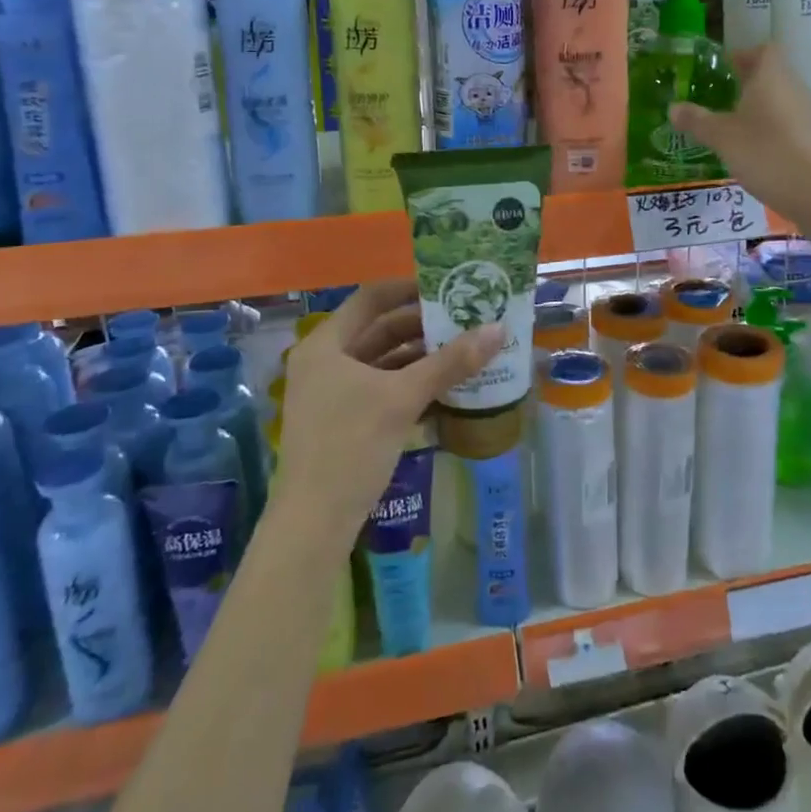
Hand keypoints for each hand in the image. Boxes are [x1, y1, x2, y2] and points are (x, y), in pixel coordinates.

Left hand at [272, 280, 501, 546]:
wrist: (313, 524)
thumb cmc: (350, 446)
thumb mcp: (403, 399)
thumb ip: (450, 362)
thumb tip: (497, 330)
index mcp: (326, 344)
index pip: (371, 298)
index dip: (409, 288)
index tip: (449, 287)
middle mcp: (326, 361)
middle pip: (380, 330)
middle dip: (423, 326)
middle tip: (467, 320)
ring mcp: (333, 393)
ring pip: (384, 362)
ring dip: (422, 357)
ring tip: (465, 351)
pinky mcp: (344, 421)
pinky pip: (382, 389)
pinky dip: (412, 384)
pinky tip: (446, 387)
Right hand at [668, 43, 810, 219]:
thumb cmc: (766, 153)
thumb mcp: (722, 137)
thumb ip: (697, 121)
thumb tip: (673, 107)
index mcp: (772, 78)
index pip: (764, 50)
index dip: (744, 56)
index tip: (724, 71)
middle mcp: (795, 89)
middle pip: (773, 76)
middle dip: (748, 85)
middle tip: (721, 102)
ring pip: (782, 102)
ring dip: (761, 111)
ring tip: (736, 131)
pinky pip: (791, 126)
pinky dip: (775, 133)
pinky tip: (759, 155)